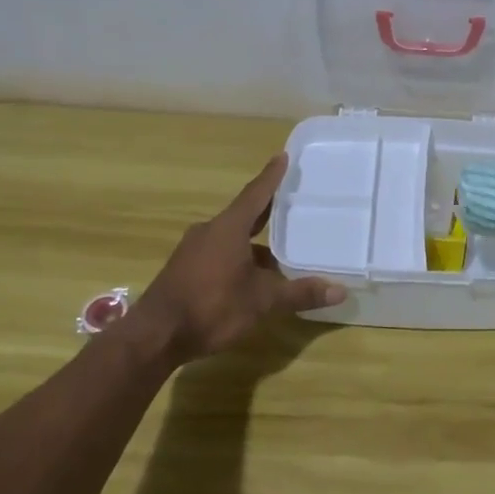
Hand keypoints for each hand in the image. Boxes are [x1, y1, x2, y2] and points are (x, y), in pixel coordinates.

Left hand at [120, 153, 345, 362]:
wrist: (154, 336)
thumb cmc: (212, 307)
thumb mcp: (262, 301)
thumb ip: (299, 293)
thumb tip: (340, 291)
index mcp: (229, 228)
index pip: (256, 194)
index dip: (271, 177)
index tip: (282, 157)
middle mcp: (209, 231)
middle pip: (244, 215)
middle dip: (267, 213)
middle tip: (291, 205)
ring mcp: (193, 251)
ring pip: (232, 239)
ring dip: (254, 245)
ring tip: (281, 256)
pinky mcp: (184, 270)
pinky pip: (219, 254)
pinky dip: (239, 259)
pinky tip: (253, 279)